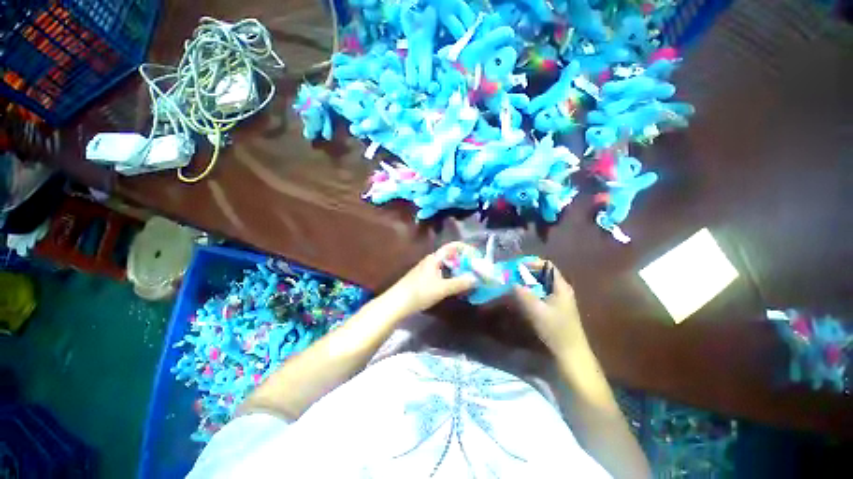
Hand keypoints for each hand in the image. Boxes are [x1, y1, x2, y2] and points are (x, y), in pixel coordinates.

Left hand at [384, 242, 476, 316]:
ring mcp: (427, 269)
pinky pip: (442, 273)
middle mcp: (431, 260)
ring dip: (458, 270)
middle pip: (451, 256)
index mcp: (435, 258)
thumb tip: (476, 279)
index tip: (477, 256)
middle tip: (476, 270)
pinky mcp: (425, 278)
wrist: (397, 302)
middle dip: (464, 261)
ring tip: (469, 279)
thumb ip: (459, 283)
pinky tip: (455, 286)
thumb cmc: (420, 292)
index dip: (466, 248)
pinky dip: (451, 277)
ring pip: (447, 266)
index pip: (453, 246)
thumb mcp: (442, 288)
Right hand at [514, 260, 588, 356]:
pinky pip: (542, 292)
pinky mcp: (557, 307)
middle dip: (528, 272)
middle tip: (512, 275)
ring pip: (542, 283)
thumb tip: (512, 283)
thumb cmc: (555, 329)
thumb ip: (523, 294)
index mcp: (561, 286)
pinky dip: (532, 291)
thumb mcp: (536, 311)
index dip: (532, 263)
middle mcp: (562, 289)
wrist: (570, 352)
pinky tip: (523, 297)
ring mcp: (560, 299)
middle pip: (544, 273)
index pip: (547, 265)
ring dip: (529, 282)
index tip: (517, 267)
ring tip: (515, 284)